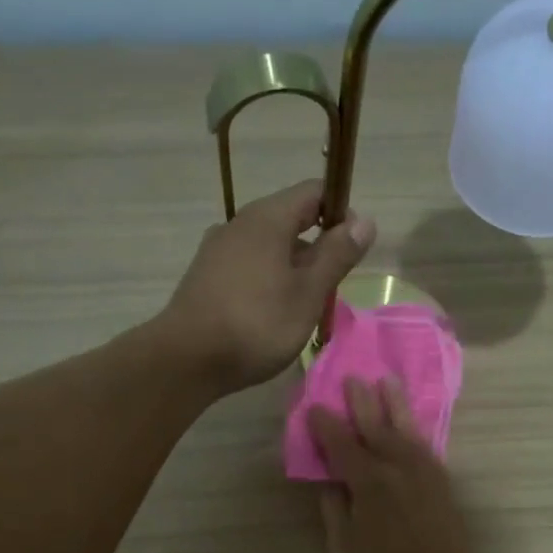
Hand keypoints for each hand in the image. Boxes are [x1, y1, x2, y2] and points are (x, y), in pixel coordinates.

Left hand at [159, 180, 375, 391]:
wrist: (187, 359)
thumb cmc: (257, 324)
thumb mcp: (308, 293)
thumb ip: (337, 255)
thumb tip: (364, 220)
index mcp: (267, 218)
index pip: (313, 192)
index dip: (341, 211)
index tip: (354, 248)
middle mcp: (239, 224)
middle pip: (290, 220)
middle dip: (317, 247)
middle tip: (331, 288)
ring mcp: (217, 250)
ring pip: (268, 248)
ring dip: (293, 269)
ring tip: (304, 308)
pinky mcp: (205, 277)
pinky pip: (248, 267)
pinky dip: (268, 282)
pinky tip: (271, 315)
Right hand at [308, 377, 482, 552]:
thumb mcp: (345, 550)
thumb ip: (335, 512)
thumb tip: (330, 484)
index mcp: (368, 482)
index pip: (341, 444)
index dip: (325, 425)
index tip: (314, 407)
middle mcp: (397, 467)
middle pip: (376, 426)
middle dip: (362, 401)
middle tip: (352, 378)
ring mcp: (424, 473)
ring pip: (406, 429)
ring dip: (395, 404)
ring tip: (388, 382)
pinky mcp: (442, 483)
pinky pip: (425, 444)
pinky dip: (415, 428)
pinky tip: (411, 426)